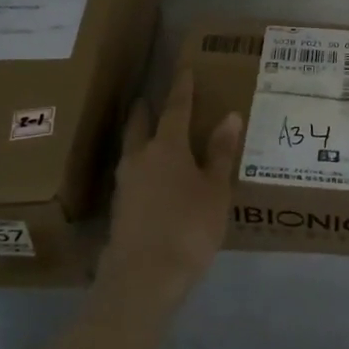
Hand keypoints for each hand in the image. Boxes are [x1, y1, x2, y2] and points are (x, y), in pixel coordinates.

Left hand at [96, 68, 241, 306]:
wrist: (143, 278)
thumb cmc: (188, 227)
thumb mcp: (215, 190)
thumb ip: (221, 153)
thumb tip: (229, 116)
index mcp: (166, 146)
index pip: (175, 109)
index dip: (182, 89)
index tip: (183, 70)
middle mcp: (140, 158)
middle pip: (140, 125)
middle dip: (145, 110)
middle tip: (148, 97)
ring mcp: (125, 183)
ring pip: (131, 149)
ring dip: (139, 137)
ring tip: (150, 134)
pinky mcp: (119, 208)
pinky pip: (131, 174)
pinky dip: (141, 165)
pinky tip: (150, 176)